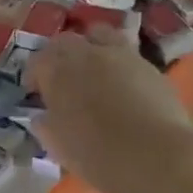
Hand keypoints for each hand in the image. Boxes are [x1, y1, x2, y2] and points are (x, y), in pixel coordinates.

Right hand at [30, 28, 192, 192]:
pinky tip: (122, 84)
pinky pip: (126, 53)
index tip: (35, 93)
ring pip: (99, 35)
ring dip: (90, 47)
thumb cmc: (100, 156)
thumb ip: (46, 126)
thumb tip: (42, 116)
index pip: (38, 61)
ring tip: (93, 70)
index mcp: (59, 73)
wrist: (158, 156)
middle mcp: (87, 54)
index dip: (34, 75)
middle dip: (59, 57)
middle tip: (62, 80)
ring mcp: (121, 55)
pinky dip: (117, 62)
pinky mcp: (149, 65)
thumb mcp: (60, 148)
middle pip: (66, 41)